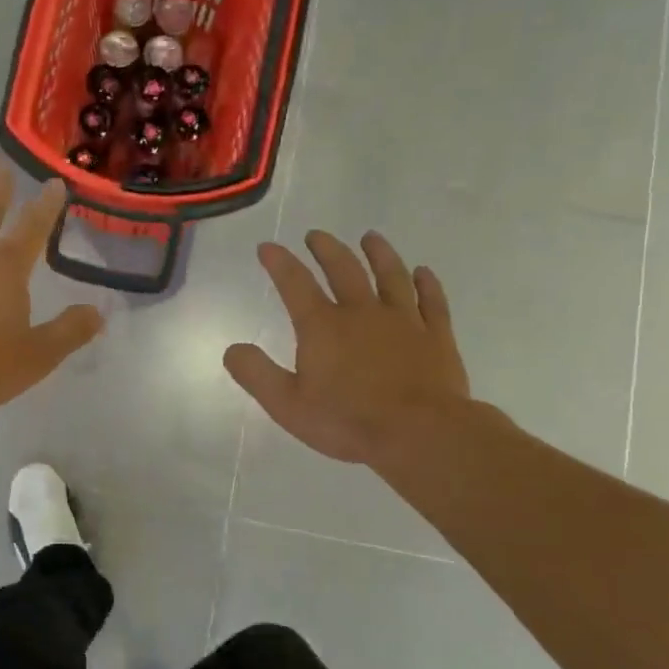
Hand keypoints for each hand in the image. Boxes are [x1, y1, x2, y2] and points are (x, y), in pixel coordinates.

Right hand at [223, 230, 471, 469]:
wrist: (420, 433)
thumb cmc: (348, 420)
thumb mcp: (287, 405)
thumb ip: (256, 374)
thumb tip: (232, 349)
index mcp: (323, 326)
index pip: (295, 283)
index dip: (279, 262)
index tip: (267, 246)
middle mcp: (362, 312)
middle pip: (343, 269)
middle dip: (326, 249)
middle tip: (316, 235)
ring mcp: (403, 321)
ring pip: (390, 276)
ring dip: (379, 254)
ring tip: (370, 238)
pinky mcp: (436, 336)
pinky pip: (431, 301)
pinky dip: (426, 283)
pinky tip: (423, 272)